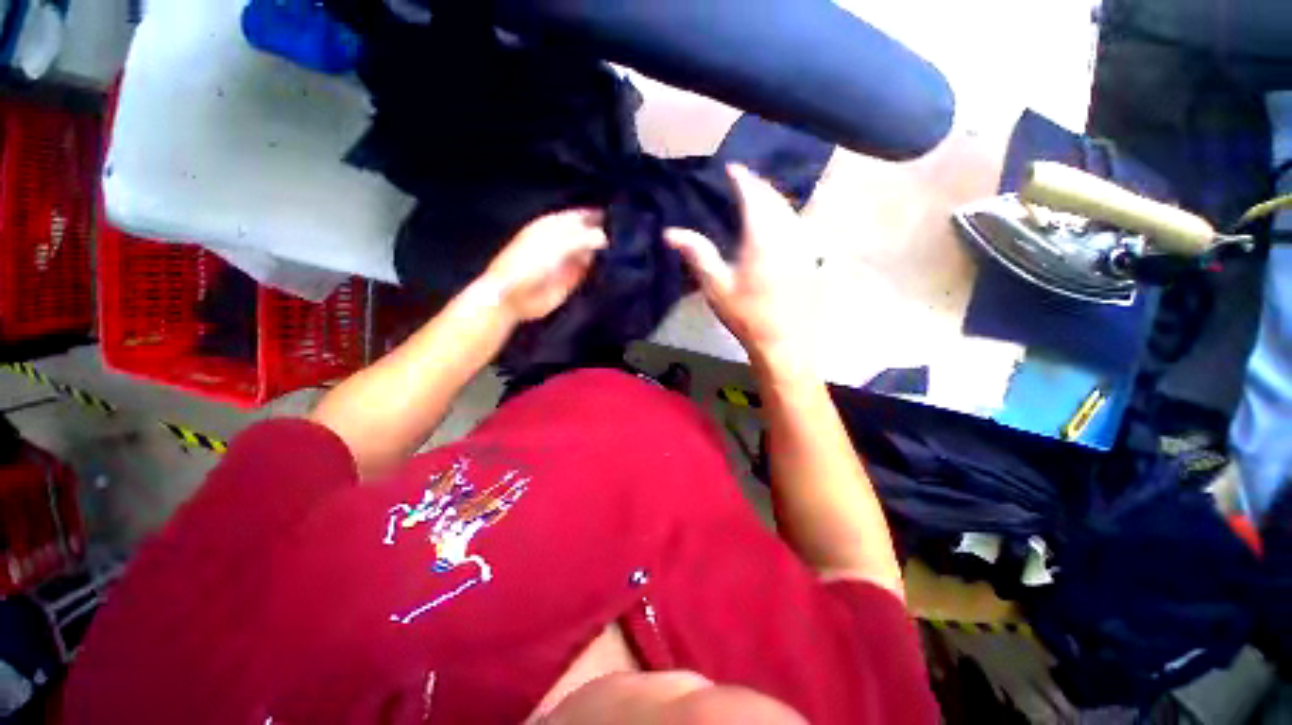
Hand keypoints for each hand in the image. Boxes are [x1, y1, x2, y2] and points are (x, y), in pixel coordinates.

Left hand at [480, 209, 607, 322]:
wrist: (514, 296)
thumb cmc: (528, 265)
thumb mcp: (556, 245)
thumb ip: (582, 239)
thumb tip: (603, 237)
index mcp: (549, 227)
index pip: (574, 217)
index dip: (590, 215)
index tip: (610, 216)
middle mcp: (558, 243)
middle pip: (582, 235)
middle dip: (597, 234)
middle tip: (618, 235)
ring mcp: (563, 263)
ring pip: (586, 253)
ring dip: (598, 252)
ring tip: (617, 251)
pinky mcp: (568, 281)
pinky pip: (586, 272)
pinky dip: (595, 270)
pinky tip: (607, 268)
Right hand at [665, 165, 817, 375]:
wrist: (784, 343)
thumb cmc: (747, 316)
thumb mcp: (716, 287)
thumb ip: (697, 254)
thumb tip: (670, 232)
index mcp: (763, 238)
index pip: (754, 196)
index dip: (743, 179)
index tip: (732, 168)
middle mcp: (788, 235)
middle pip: (775, 199)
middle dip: (760, 185)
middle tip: (744, 179)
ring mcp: (804, 247)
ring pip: (791, 211)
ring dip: (774, 198)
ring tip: (760, 196)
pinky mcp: (812, 260)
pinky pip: (800, 226)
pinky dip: (786, 216)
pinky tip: (780, 223)